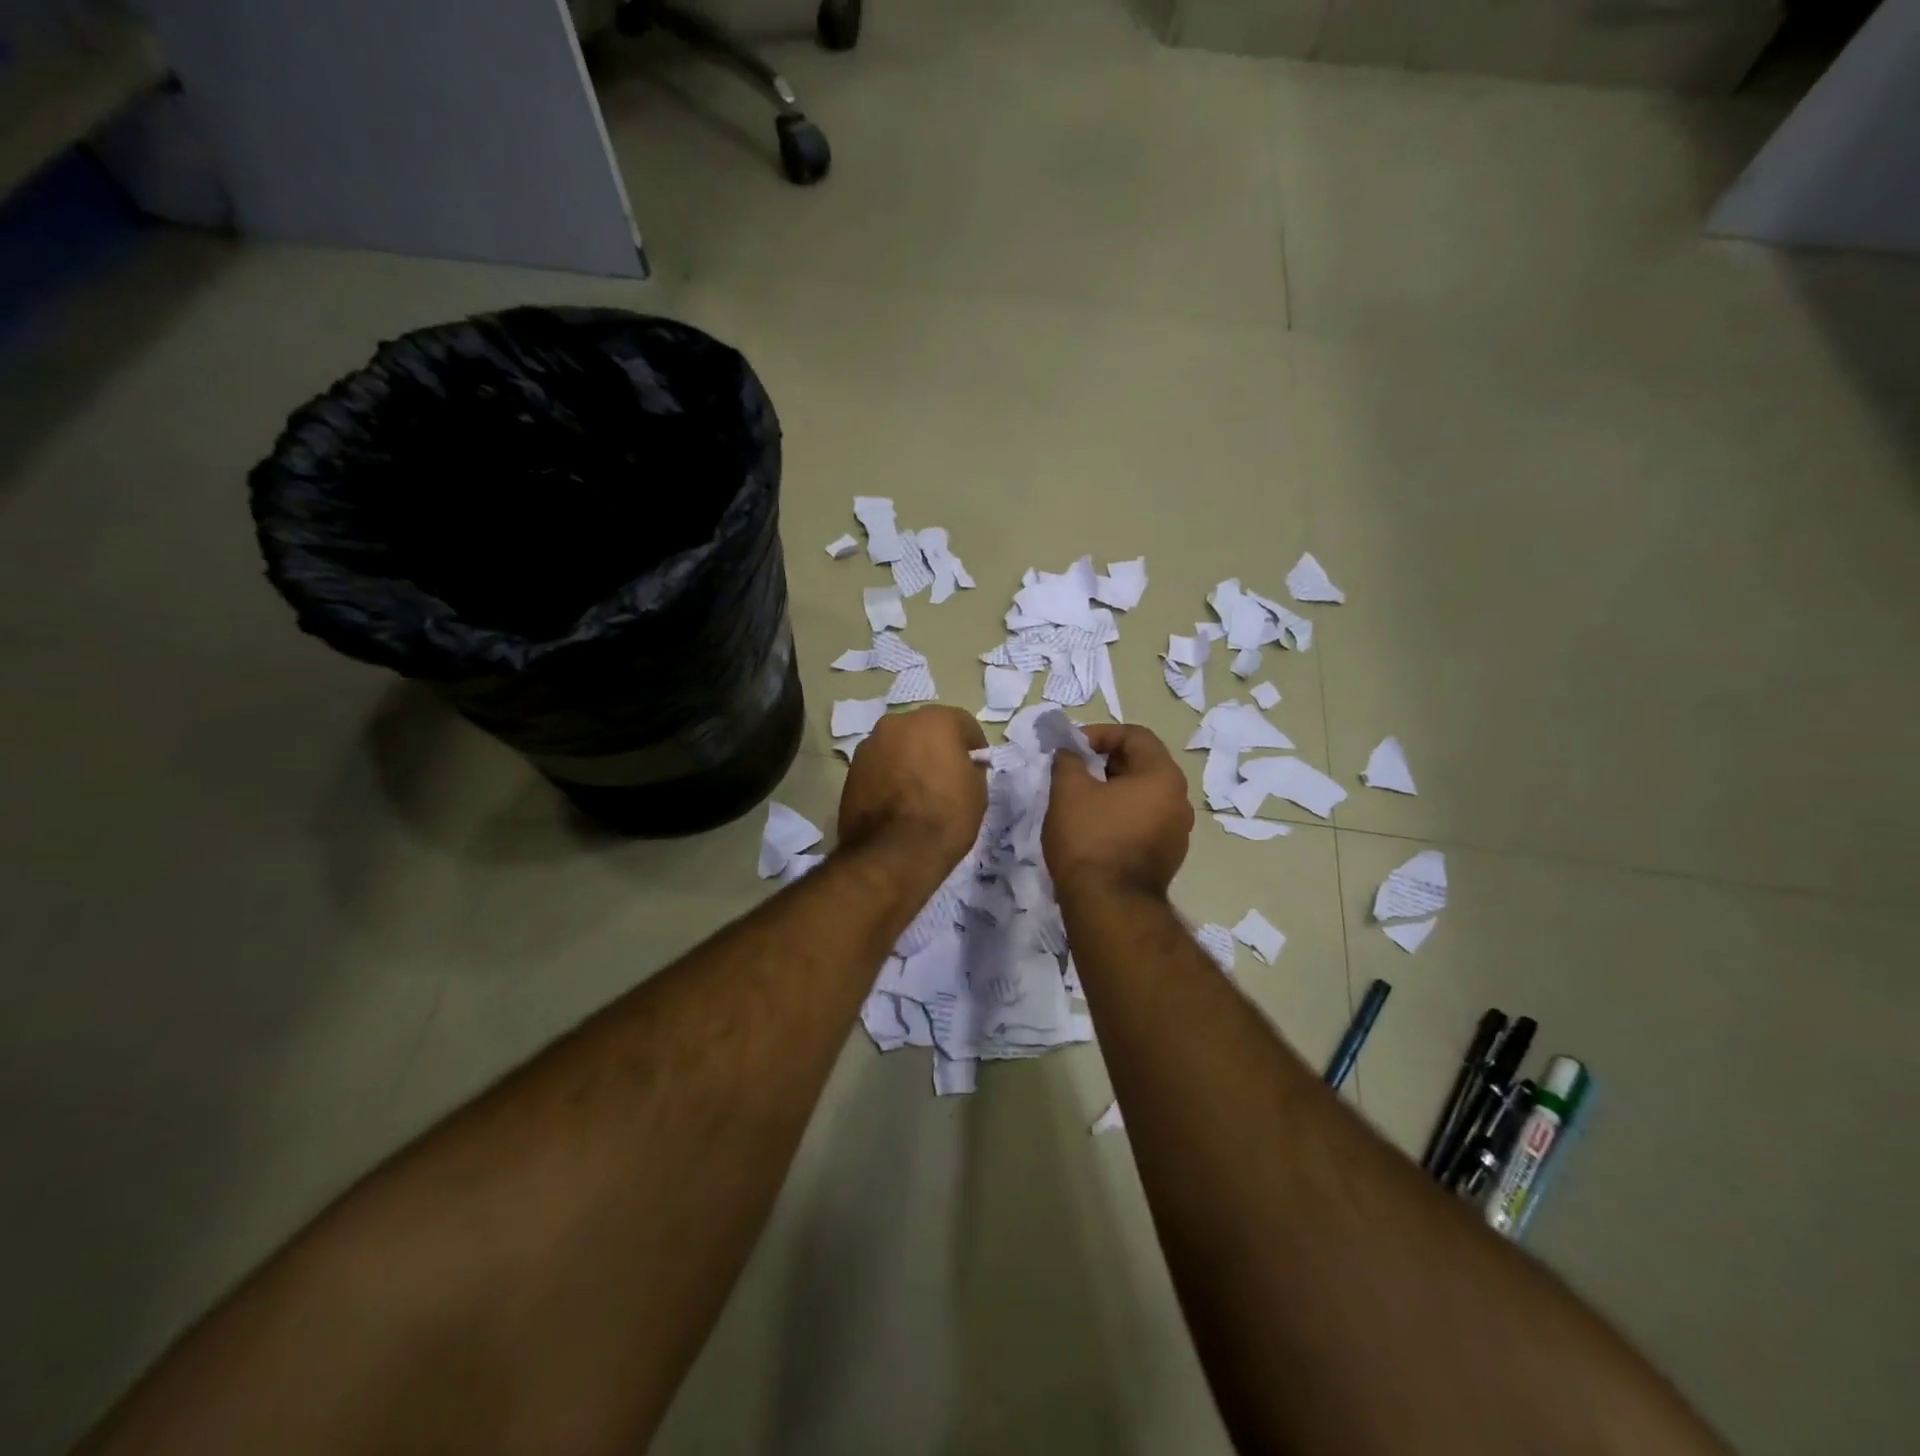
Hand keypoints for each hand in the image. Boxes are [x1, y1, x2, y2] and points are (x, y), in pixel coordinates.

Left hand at [838, 706, 988, 871]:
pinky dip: (890, 774)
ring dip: (910, 759)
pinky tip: (896, 801)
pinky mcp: (852, 768)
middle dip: (937, 747)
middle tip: (946, 776)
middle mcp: (899, 722)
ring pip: (899, 745)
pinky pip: (880, 764)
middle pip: (926, 729)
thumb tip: (963, 765)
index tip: (976, 767)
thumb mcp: (977, 792)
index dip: (973, 747)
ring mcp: (871, 744)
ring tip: (917, 791)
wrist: (891, 854)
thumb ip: (971, 768)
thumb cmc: (944, 818)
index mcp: (936, 721)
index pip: (962, 724)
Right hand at [1044, 723, 1193, 896]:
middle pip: (1142, 764)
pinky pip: (1143, 823)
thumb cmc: (1090, 838)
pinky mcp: (1167, 857)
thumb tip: (1071, 754)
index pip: (1135, 735)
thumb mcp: (1069, 790)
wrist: (1109, 906)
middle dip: (1105, 762)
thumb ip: (1069, 761)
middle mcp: (1180, 800)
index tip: (1072, 748)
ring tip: (1080, 802)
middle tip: (1073, 773)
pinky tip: (1094, 830)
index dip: (1100, 734)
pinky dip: (1120, 817)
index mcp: (1163, 776)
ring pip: (1142, 796)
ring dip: (1112, 791)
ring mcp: (1177, 832)